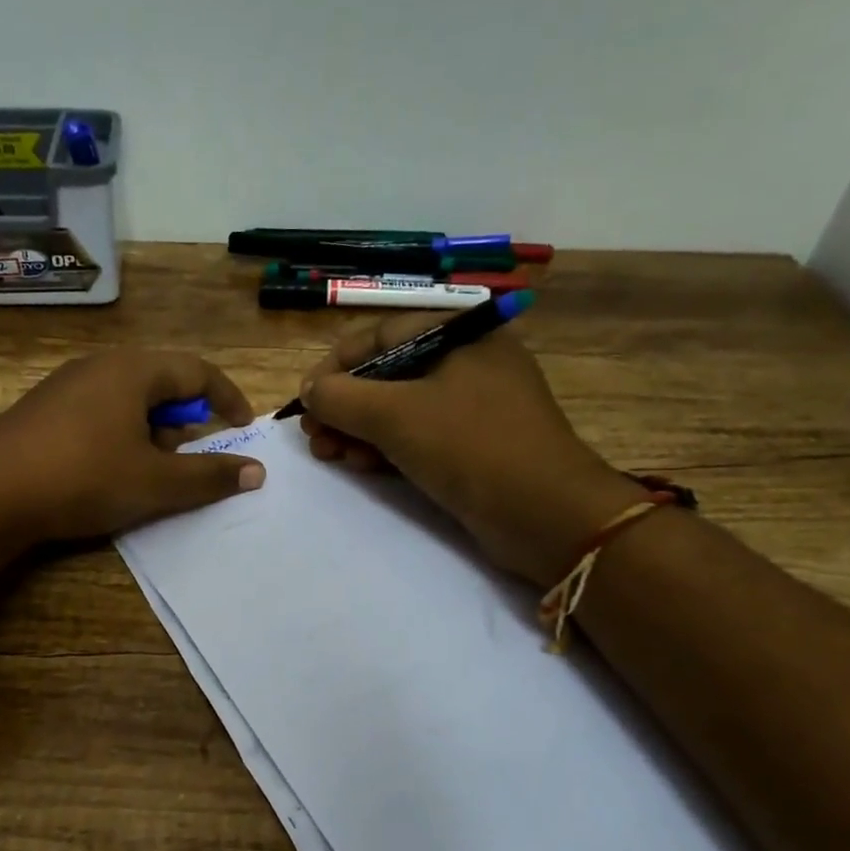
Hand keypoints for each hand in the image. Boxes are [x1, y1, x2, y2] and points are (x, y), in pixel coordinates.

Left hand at [0, 348, 265, 544]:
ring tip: (150, 472)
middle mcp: (100, 365)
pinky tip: (107, 472)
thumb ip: (210, 476)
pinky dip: (121, 436)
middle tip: (192, 459)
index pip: (198, 372)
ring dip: (153, 433)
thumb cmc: (83, 478)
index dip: (228, 400)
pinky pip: (99, 412)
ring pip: (129, 400)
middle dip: (187, 422)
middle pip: (162, 384)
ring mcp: (65, 385)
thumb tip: (256, 471)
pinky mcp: (42, 409)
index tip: (243, 429)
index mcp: (133, 370)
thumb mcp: (156, 483)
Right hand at [299, 315, 640, 586]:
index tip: (304, 400)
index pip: (379, 336)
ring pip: (399, 410)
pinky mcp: (473, 446)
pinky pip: (419, 437)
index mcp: (459, 335)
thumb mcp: (395, 415)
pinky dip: (386, 448)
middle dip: (344, 406)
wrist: (545, 515)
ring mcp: (473, 407)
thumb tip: (310, 390)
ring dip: (358, 431)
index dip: (335, 366)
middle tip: (313, 436)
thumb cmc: (470, 447)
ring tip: (329, 455)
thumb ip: (341, 397)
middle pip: (387, 375)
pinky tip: (360, 467)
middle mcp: (468, 362)